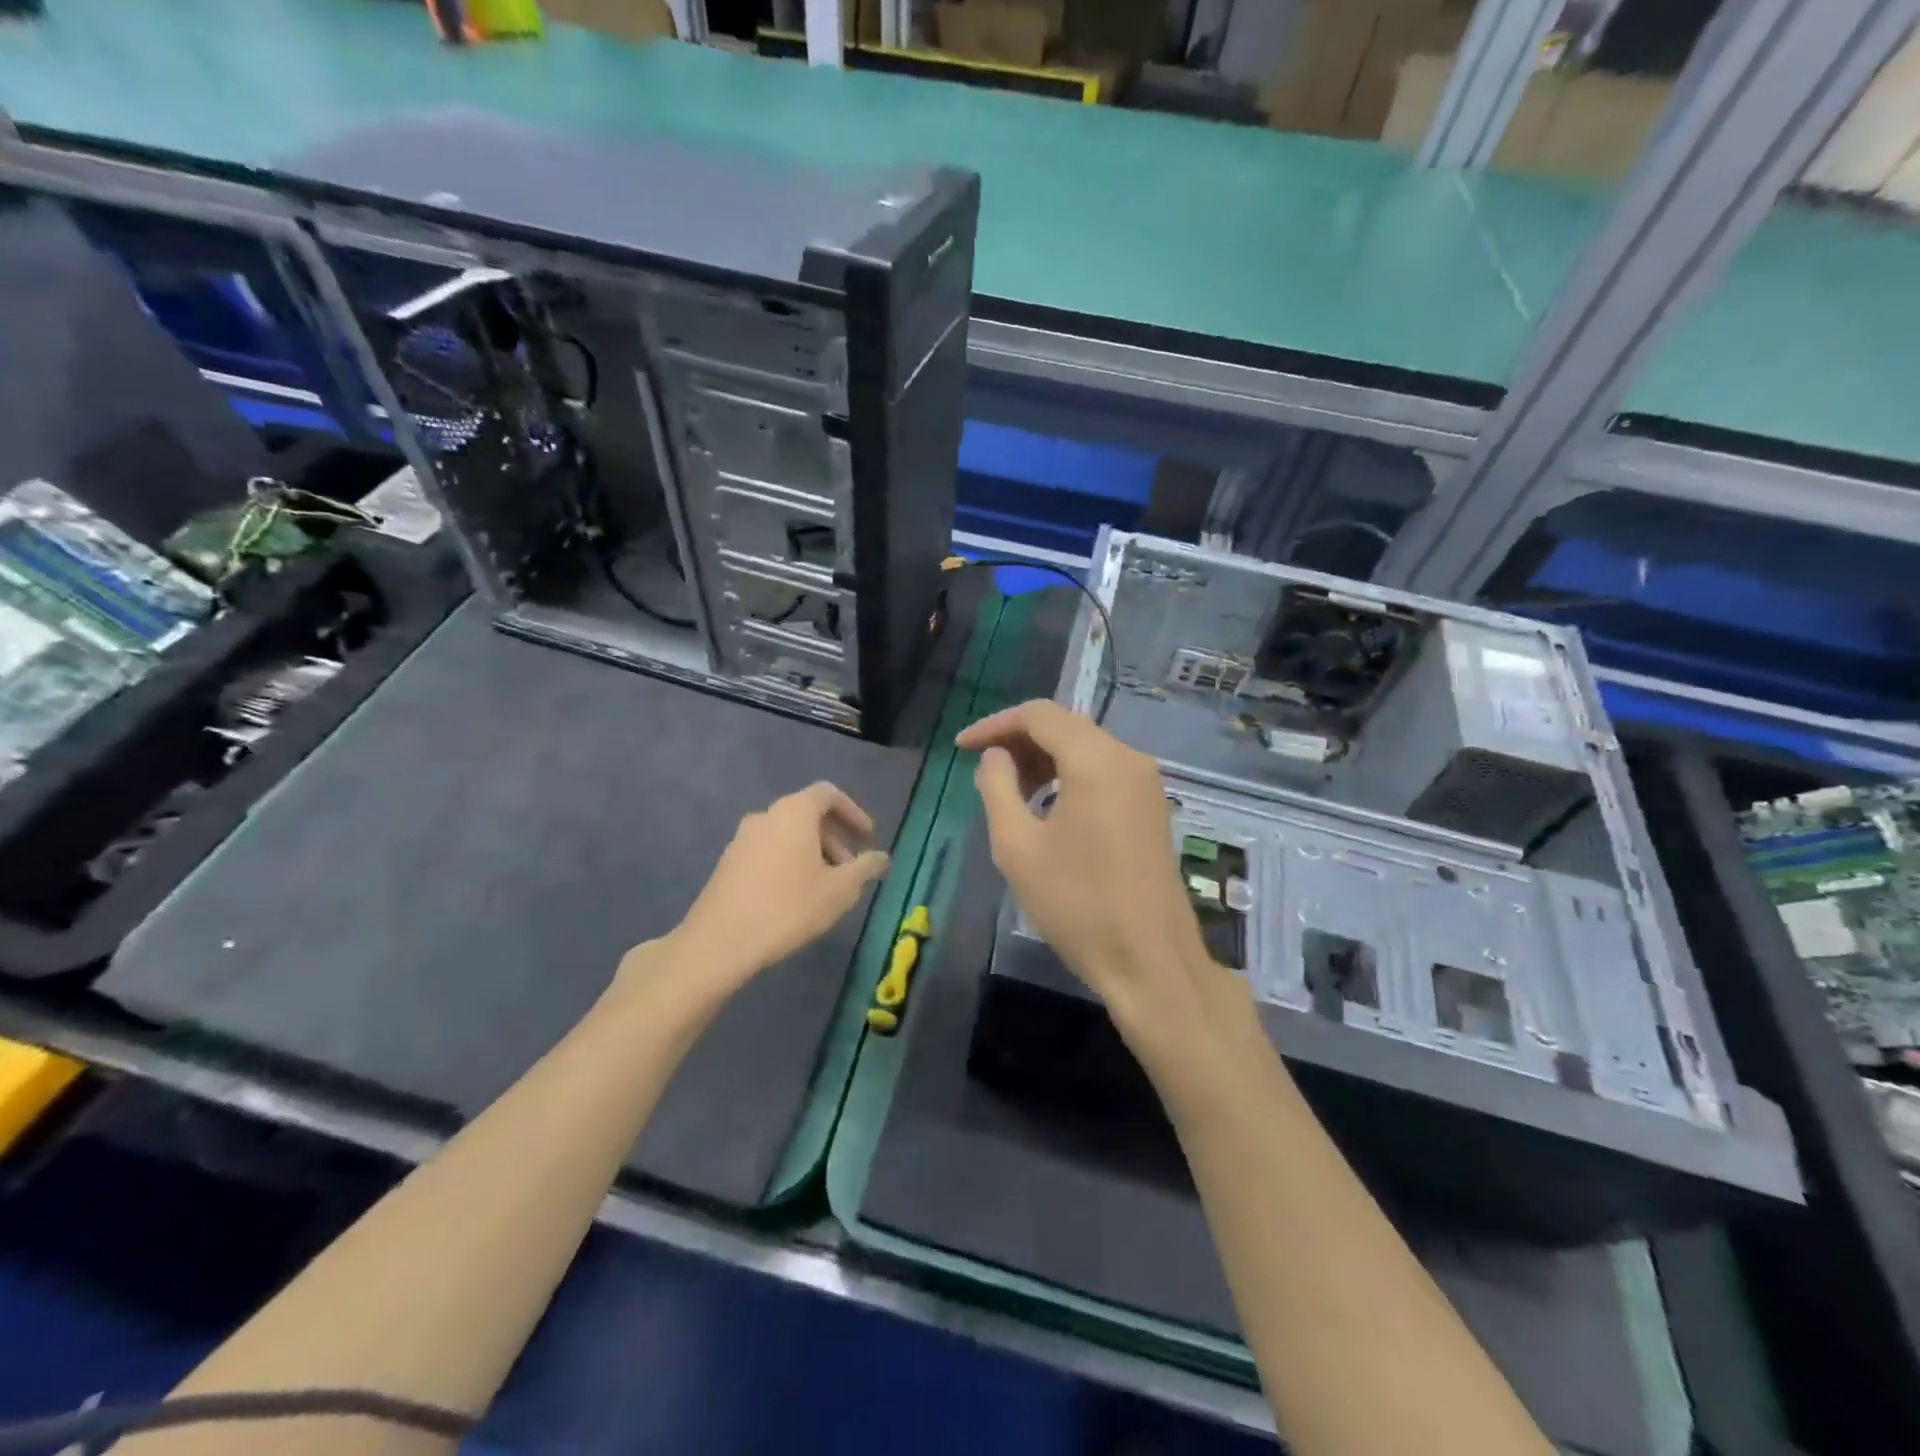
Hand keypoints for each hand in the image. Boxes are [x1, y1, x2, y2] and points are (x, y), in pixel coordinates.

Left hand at [623, 783, 889, 1005]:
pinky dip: (789, 862)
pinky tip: (796, 897)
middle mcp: (765, 816)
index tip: (868, 838)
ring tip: (826, 888)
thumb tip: (882, 858)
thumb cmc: (788, 908)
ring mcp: (742, 839)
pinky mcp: (728, 862)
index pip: (828, 794)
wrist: (719, 941)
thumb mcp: (839, 890)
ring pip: (787, 834)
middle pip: (807, 814)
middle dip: (834, 838)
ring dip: (813, 853)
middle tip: (851, 870)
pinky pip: (769, 850)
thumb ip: (864, 868)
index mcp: (794, 812)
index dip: (853, 812)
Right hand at [958, 701, 1250, 1060]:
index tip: (960, 747)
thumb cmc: (1076, 904)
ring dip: (1044, 760)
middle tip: (983, 770)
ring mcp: (1146, 783)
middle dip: (1019, 741)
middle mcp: (1128, 758)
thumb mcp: (1017, 846)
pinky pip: (1104, 772)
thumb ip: (997, 787)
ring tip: (1011, 792)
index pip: (1039, 715)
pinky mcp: (1152, 807)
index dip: (995, 725)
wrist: (1149, 961)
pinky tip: (1047, 808)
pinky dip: (1069, 777)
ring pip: (1086, 749)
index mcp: (1096, 759)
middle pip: (1065, 727)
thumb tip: (995, 757)